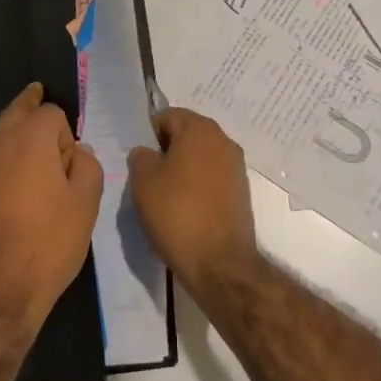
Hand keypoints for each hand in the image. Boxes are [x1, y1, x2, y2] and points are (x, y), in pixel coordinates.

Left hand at [0, 83, 103, 337]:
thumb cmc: (48, 243)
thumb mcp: (86, 204)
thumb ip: (87, 166)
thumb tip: (76, 153)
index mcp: (29, 140)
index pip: (50, 112)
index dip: (66, 133)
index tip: (73, 162)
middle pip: (14, 113)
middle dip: (28, 106)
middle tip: (36, 94)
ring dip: (13, 143)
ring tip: (29, 161)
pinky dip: (0, 175)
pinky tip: (10, 203)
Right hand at [127, 108, 259, 299]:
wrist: (219, 263)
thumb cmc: (177, 213)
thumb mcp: (143, 181)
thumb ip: (140, 156)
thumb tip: (147, 153)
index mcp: (200, 129)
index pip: (167, 116)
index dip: (149, 135)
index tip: (138, 160)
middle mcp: (223, 140)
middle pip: (186, 135)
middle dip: (166, 151)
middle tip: (147, 178)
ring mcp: (236, 167)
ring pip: (200, 158)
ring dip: (182, 170)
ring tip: (165, 196)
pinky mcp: (241, 192)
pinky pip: (212, 178)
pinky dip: (197, 187)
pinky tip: (184, 209)